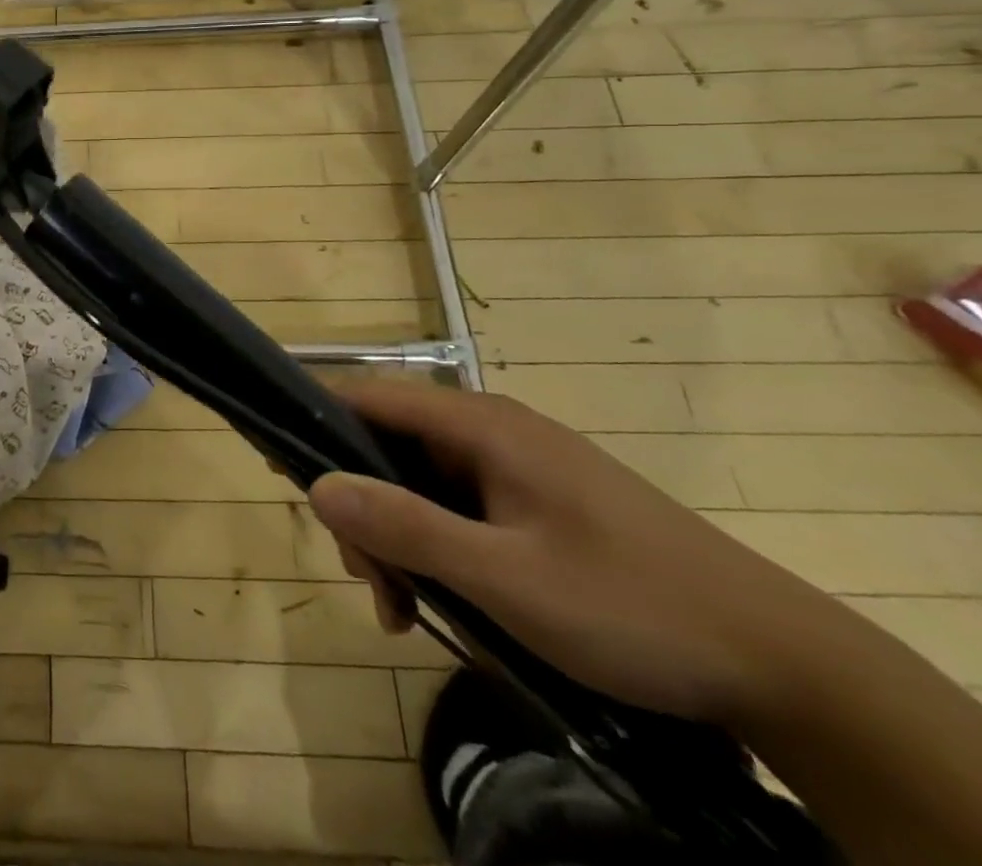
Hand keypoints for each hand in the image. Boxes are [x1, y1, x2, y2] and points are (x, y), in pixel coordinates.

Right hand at [308, 381, 827, 727]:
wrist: (780, 663)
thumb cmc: (628, 605)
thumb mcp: (504, 577)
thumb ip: (404, 525)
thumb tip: (313, 483)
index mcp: (479, 424)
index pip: (368, 398)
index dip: (315, 425)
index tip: (279, 471)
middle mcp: (490, 430)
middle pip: (388, 448)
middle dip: (364, 511)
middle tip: (371, 584)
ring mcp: (515, 467)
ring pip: (420, 485)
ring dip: (399, 540)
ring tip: (404, 611)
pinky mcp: (536, 503)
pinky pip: (458, 510)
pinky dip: (436, 550)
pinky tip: (440, 605)